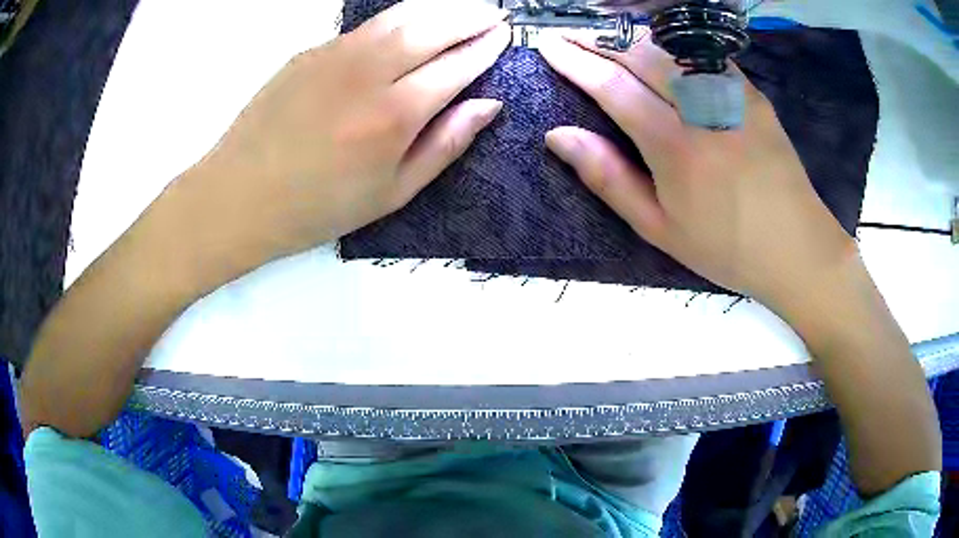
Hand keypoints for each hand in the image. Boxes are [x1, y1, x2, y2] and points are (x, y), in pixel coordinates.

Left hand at [173, 0, 509, 263]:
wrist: (239, 196)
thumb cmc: (318, 207)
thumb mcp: (392, 193)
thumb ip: (445, 144)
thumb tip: (488, 105)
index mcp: (394, 115)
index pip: (457, 66)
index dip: (486, 48)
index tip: (505, 36)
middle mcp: (368, 73)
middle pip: (433, 27)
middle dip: (472, 15)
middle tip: (495, 13)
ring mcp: (335, 55)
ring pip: (400, 15)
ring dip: (440, 7)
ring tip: (463, 8)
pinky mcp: (310, 51)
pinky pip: (367, 26)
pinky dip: (399, 18)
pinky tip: (411, 23)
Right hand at [537, 32, 856, 313]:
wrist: (797, 248)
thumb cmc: (726, 248)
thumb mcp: (659, 228)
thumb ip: (608, 178)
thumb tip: (558, 136)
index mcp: (675, 146)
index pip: (613, 86)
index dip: (575, 62)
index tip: (548, 46)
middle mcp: (703, 108)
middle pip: (640, 54)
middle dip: (598, 39)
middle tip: (568, 35)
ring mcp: (733, 95)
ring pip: (671, 47)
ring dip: (631, 37)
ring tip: (605, 38)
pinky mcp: (753, 93)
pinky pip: (704, 55)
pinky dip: (672, 44)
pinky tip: (658, 49)